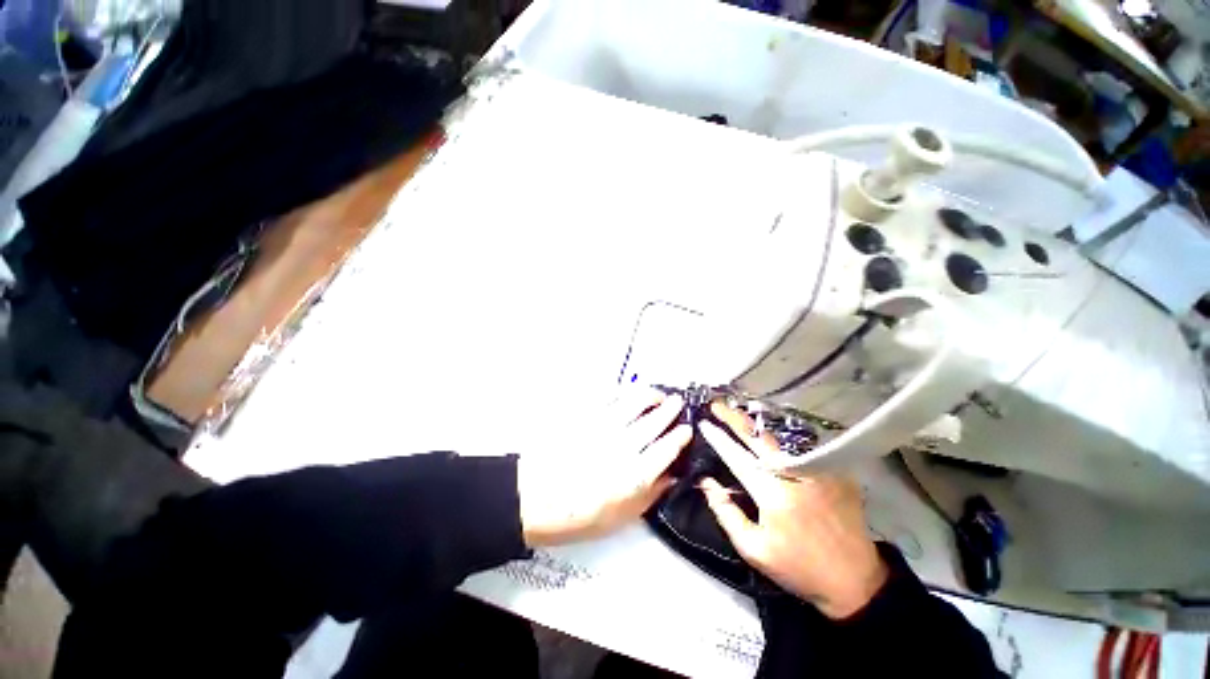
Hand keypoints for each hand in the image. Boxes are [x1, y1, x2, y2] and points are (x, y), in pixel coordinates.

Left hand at [518, 388, 691, 546]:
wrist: (533, 497)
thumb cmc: (578, 515)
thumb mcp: (620, 517)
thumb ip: (650, 495)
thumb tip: (672, 476)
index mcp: (634, 475)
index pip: (667, 449)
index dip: (680, 437)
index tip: (687, 429)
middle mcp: (623, 446)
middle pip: (654, 420)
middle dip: (670, 408)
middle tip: (677, 402)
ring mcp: (603, 427)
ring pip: (634, 402)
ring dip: (649, 395)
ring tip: (656, 394)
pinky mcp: (586, 416)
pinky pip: (609, 397)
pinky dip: (624, 392)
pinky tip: (628, 393)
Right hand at [699, 402, 887, 618]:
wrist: (855, 580)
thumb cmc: (799, 568)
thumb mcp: (753, 549)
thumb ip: (726, 512)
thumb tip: (707, 482)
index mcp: (773, 495)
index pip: (737, 458)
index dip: (719, 438)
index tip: (703, 423)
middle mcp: (795, 475)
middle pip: (758, 438)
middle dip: (734, 418)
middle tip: (717, 405)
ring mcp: (819, 470)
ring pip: (779, 441)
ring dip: (755, 426)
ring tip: (736, 415)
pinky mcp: (835, 472)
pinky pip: (800, 451)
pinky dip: (779, 442)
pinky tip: (768, 439)